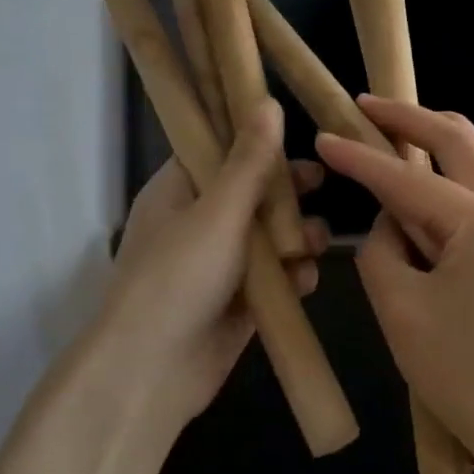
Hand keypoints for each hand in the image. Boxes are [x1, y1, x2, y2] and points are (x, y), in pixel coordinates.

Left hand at [85, 99, 326, 435]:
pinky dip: (293, 277)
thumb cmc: (178, 277)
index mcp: (180, 191)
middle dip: (288, 192)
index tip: (297, 132)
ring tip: (314, 243)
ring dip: (298, 237)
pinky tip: (304, 281)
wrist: (153, 371)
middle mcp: (200, 222)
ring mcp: (222, 264)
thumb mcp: (218, 212)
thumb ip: (249, 161)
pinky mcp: (242, 301)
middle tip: (321, 185)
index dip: (257, 138)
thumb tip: (267, 101)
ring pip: (271, 236)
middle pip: (254, 192)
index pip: (219, 149)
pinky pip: (277, 278)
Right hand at [316, 97, 473, 473]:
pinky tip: (418, 192)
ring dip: (432, 144)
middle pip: (460, 139)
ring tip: (387, 139)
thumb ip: (382, 251)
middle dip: (411, 117)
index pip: (408, 178)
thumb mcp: (401, 311)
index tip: (326, 132)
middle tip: (367, 106)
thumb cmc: (465, 374)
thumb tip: (390, 223)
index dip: (361, 157)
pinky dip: (447, 182)